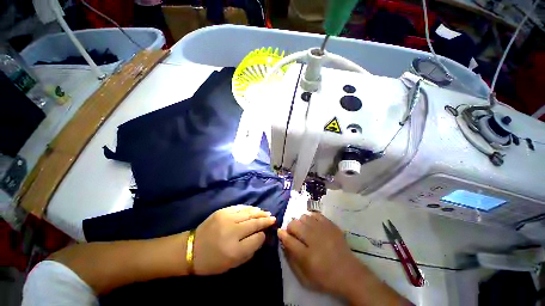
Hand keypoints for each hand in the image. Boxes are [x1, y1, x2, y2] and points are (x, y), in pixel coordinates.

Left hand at [193, 205, 275, 274]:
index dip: (263, 235)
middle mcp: (232, 231)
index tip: (266, 233)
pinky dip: (249, 208)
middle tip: (273, 218)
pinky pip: (240, 207)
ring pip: (249, 213)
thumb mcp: (232, 264)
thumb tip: (261, 236)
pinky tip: (254, 209)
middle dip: (265, 220)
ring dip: (259, 212)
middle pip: (254, 222)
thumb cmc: (212, 261)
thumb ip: (249, 250)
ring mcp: (227, 218)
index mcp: (234, 249)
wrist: (190, 249)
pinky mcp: (222, 211)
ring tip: (266, 213)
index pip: (257, 238)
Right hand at [277, 212, 361, 295]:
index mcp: (307, 256)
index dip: (282, 234)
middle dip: (290, 228)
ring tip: (304, 229)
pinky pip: (315, 214)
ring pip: (303, 217)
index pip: (288, 239)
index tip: (280, 232)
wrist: (349, 273)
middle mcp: (314, 239)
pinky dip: (310, 218)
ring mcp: (323, 230)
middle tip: (293, 233)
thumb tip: (283, 242)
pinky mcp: (330, 224)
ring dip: (300, 222)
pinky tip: (312, 225)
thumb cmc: (325, 277)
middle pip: (294, 224)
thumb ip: (291, 259)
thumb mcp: (304, 277)